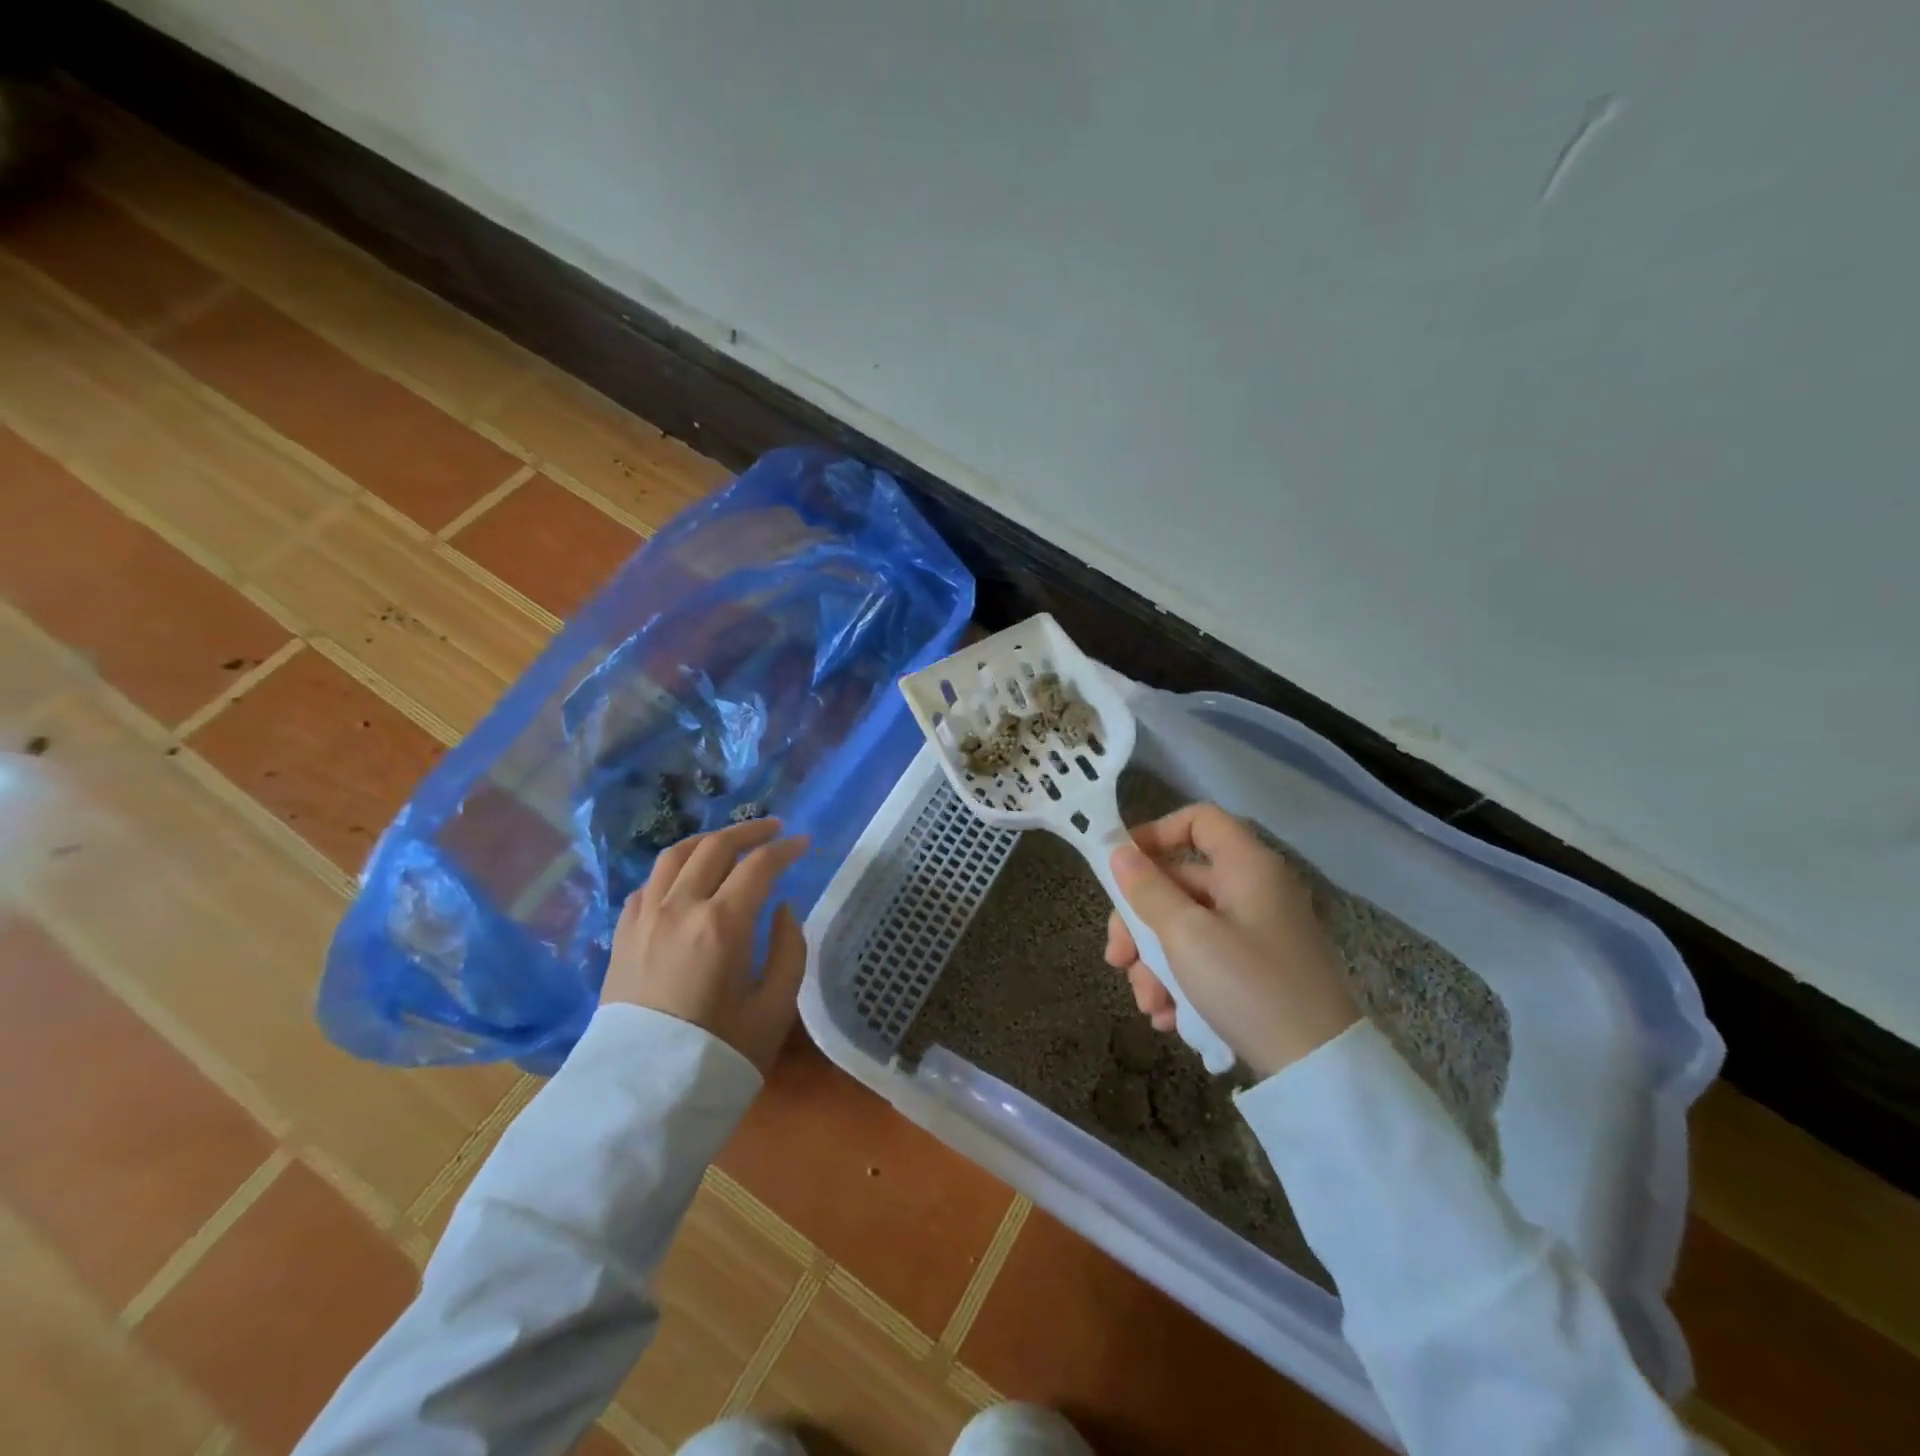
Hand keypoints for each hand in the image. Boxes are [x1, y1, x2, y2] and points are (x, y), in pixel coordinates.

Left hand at [601, 817, 810, 1073]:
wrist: (642, 1098)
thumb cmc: (719, 1054)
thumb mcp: (775, 1008)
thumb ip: (788, 949)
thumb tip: (780, 909)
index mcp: (722, 924)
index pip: (759, 865)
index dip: (786, 849)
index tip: (804, 844)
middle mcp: (680, 908)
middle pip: (715, 847)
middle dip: (750, 831)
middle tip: (774, 830)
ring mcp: (644, 919)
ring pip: (674, 856)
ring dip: (707, 841)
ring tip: (729, 843)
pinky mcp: (622, 936)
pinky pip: (648, 885)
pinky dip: (673, 871)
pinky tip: (685, 881)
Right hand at [1104, 803, 1359, 1078]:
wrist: (1319, 1070)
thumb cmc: (1248, 986)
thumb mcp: (1186, 936)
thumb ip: (1148, 891)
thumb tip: (1119, 853)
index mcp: (1247, 867)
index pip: (1199, 820)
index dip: (1156, 834)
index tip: (1121, 868)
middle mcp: (1254, 890)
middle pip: (1181, 883)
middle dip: (1140, 923)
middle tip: (1116, 960)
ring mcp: (1258, 932)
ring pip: (1187, 927)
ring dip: (1155, 962)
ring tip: (1148, 1004)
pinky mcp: (1259, 970)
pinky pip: (1207, 958)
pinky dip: (1181, 981)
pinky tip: (1168, 1017)